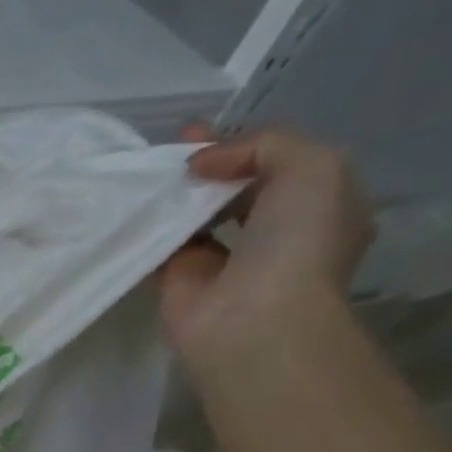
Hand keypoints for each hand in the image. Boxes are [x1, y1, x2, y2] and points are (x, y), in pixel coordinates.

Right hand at [159, 125, 375, 373]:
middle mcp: (274, 231)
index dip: (244, 143)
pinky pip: (163, 244)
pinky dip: (149, 226)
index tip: (201, 133)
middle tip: (170, 149)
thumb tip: (201, 165)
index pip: (279, 162)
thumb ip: (263, 144)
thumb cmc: (297, 241)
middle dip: (206, 165)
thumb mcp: (312, 166)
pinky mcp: (180, 282)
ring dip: (175, 194)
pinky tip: (134, 205)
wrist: (252, 319)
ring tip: (146, 171)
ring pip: (197, 214)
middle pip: (235, 186)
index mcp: (318, 204)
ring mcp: (225, 259)